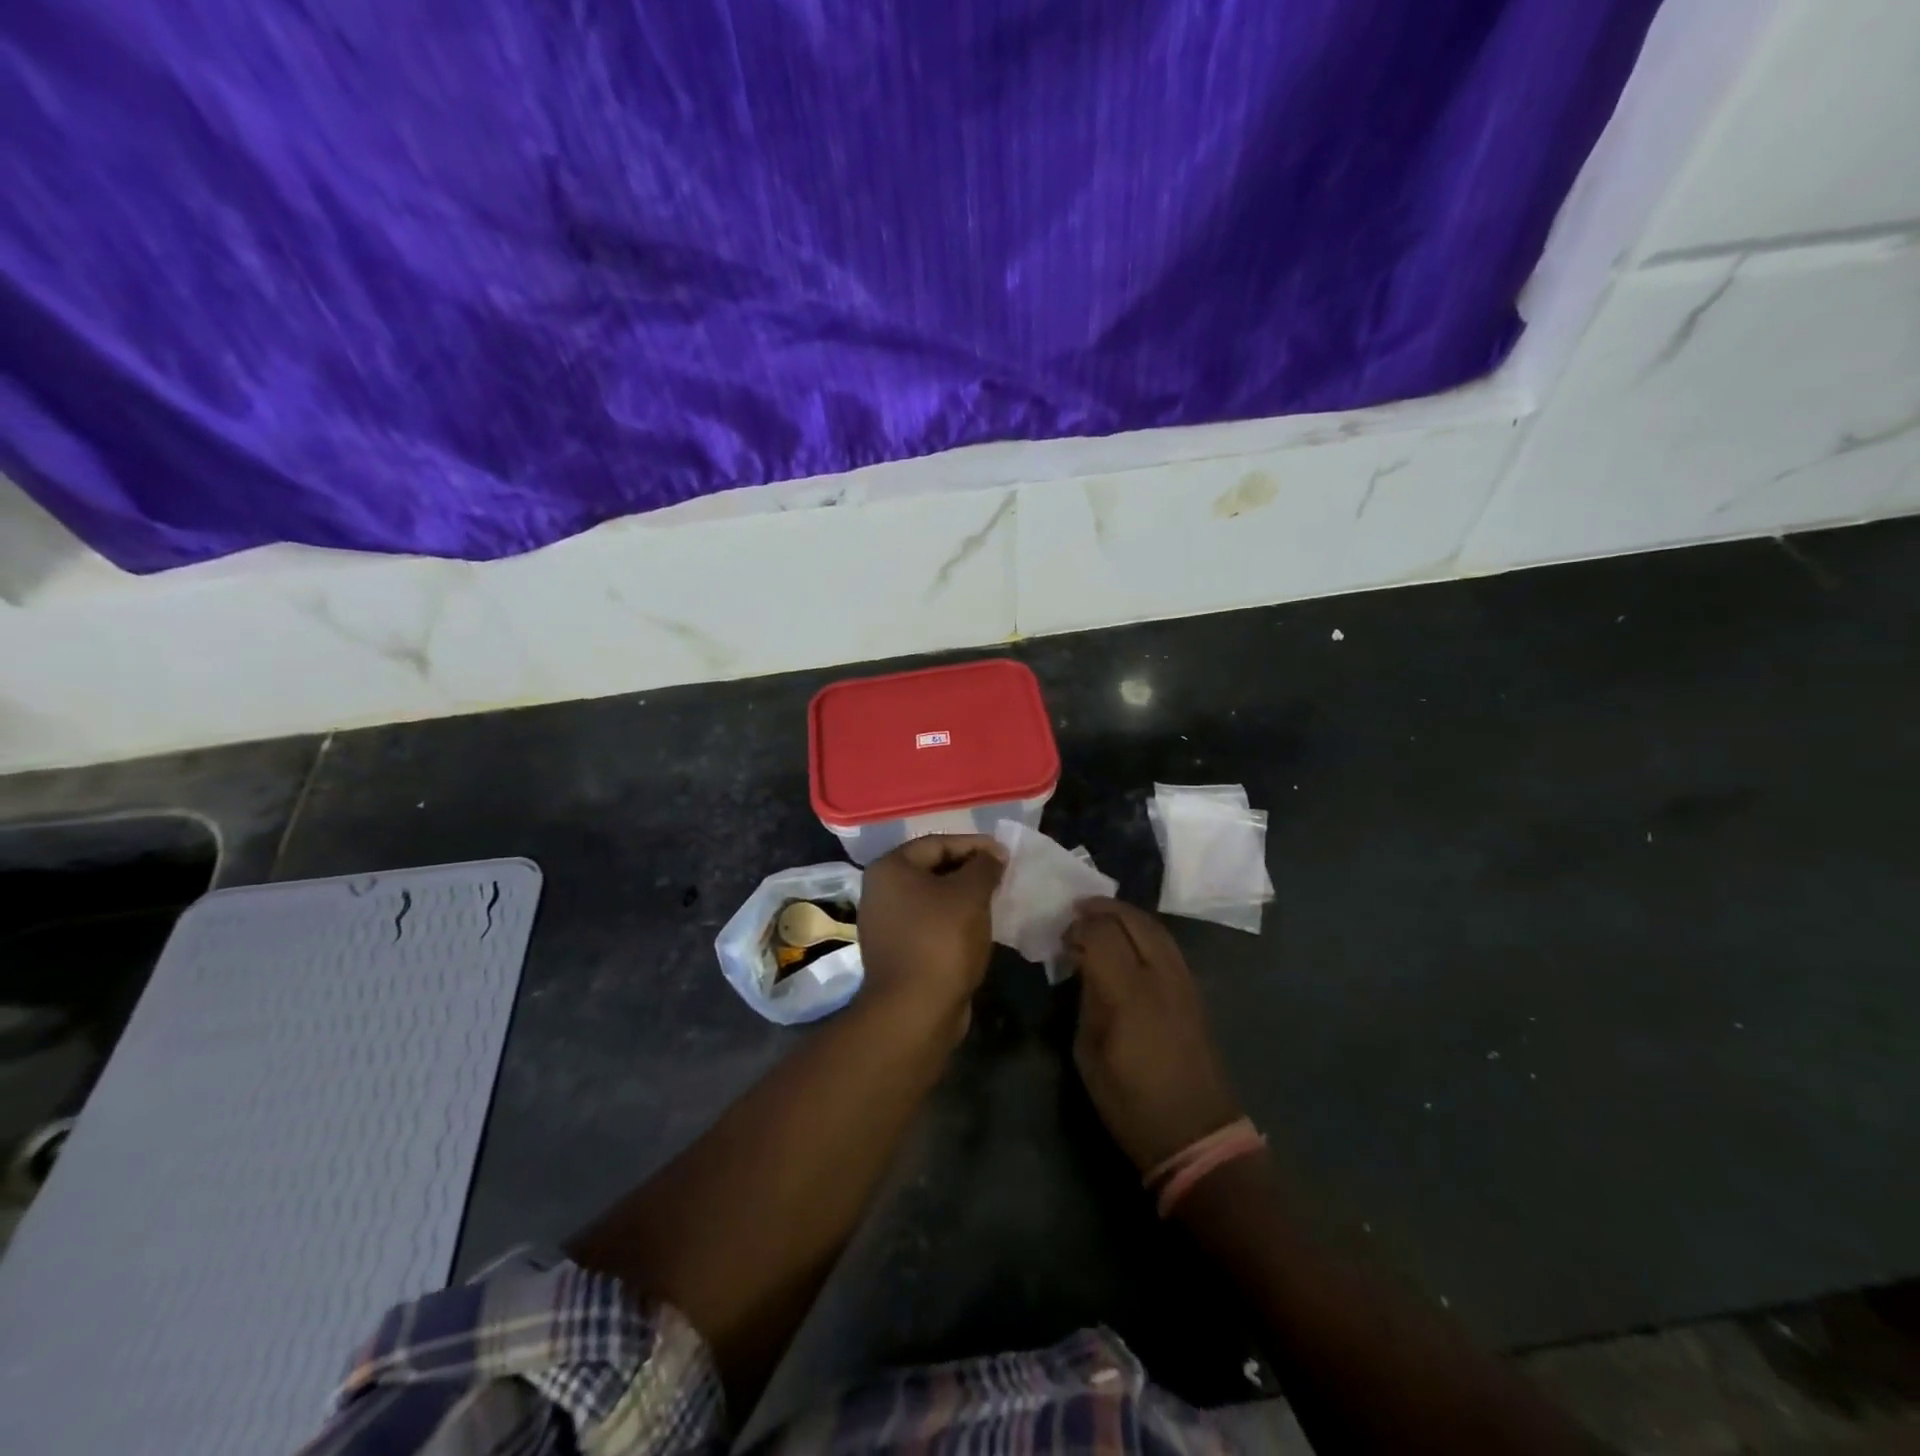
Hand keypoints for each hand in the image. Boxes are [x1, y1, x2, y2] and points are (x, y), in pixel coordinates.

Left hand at [857, 834, 1006, 1023]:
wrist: (915, 1011)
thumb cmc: (941, 940)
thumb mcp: (970, 894)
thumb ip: (984, 866)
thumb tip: (993, 855)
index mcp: (890, 868)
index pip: (938, 843)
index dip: (975, 845)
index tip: (1005, 855)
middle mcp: (880, 891)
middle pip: (932, 869)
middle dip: (969, 871)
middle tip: (1002, 877)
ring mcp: (885, 924)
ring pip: (932, 899)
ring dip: (962, 898)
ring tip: (994, 901)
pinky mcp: (896, 951)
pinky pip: (929, 924)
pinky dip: (953, 922)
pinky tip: (977, 929)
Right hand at [1065, 898, 1243, 1172]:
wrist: (1196, 1135)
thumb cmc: (1131, 1103)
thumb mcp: (1089, 1054)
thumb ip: (1086, 1001)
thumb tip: (1082, 967)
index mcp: (1129, 994)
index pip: (1102, 934)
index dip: (1079, 927)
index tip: (1063, 939)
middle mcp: (1160, 977)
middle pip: (1133, 920)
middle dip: (1102, 909)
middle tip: (1077, 911)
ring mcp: (1183, 981)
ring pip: (1155, 927)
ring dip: (1125, 915)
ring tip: (1100, 917)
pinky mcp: (1194, 991)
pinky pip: (1167, 945)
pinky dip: (1144, 931)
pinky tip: (1128, 941)